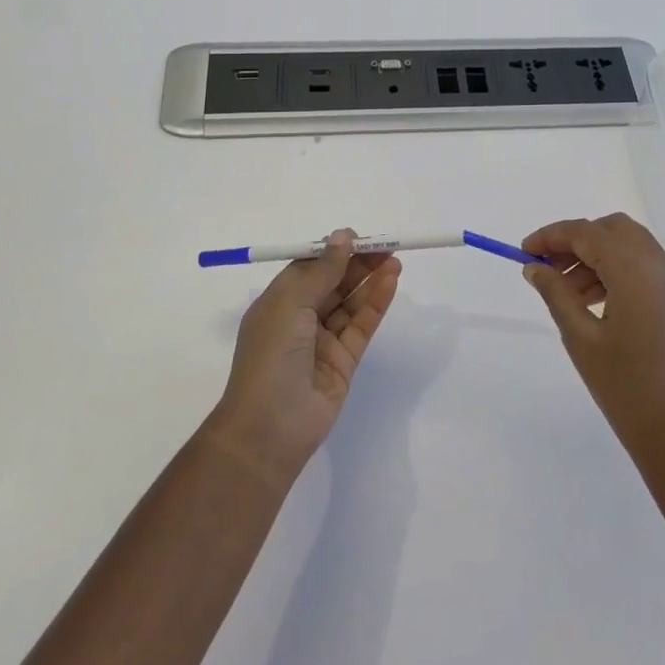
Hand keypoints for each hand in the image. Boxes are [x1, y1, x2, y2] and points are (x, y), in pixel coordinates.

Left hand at [207, 231, 400, 488]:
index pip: (309, 268)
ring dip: (371, 280)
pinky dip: (376, 303)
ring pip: (351, 303)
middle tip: (386, 246)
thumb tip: (342, 236)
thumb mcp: (291, 303)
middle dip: (357, 263)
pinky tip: (390, 282)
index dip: (333, 251)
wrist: (269, 428)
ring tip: (395, 260)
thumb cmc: (270, 355)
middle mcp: (299, 319)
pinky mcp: (344, 361)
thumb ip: (322, 270)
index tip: (357, 238)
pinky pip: (362, 325)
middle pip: (333, 283)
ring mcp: (322, 341)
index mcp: (278, 302)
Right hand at [522, 214, 664, 486]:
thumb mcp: (582, 339)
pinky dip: (616, 271)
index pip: (587, 232)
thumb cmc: (628, 390)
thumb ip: (556, 294)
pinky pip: (645, 268)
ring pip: (629, 247)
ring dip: (595, 257)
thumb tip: (534, 267)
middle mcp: (661, 266)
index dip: (552, 236)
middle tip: (547, 267)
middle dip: (576, 240)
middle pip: (612, 230)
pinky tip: (595, 303)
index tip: (524, 253)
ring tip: (566, 293)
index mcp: (637, 270)